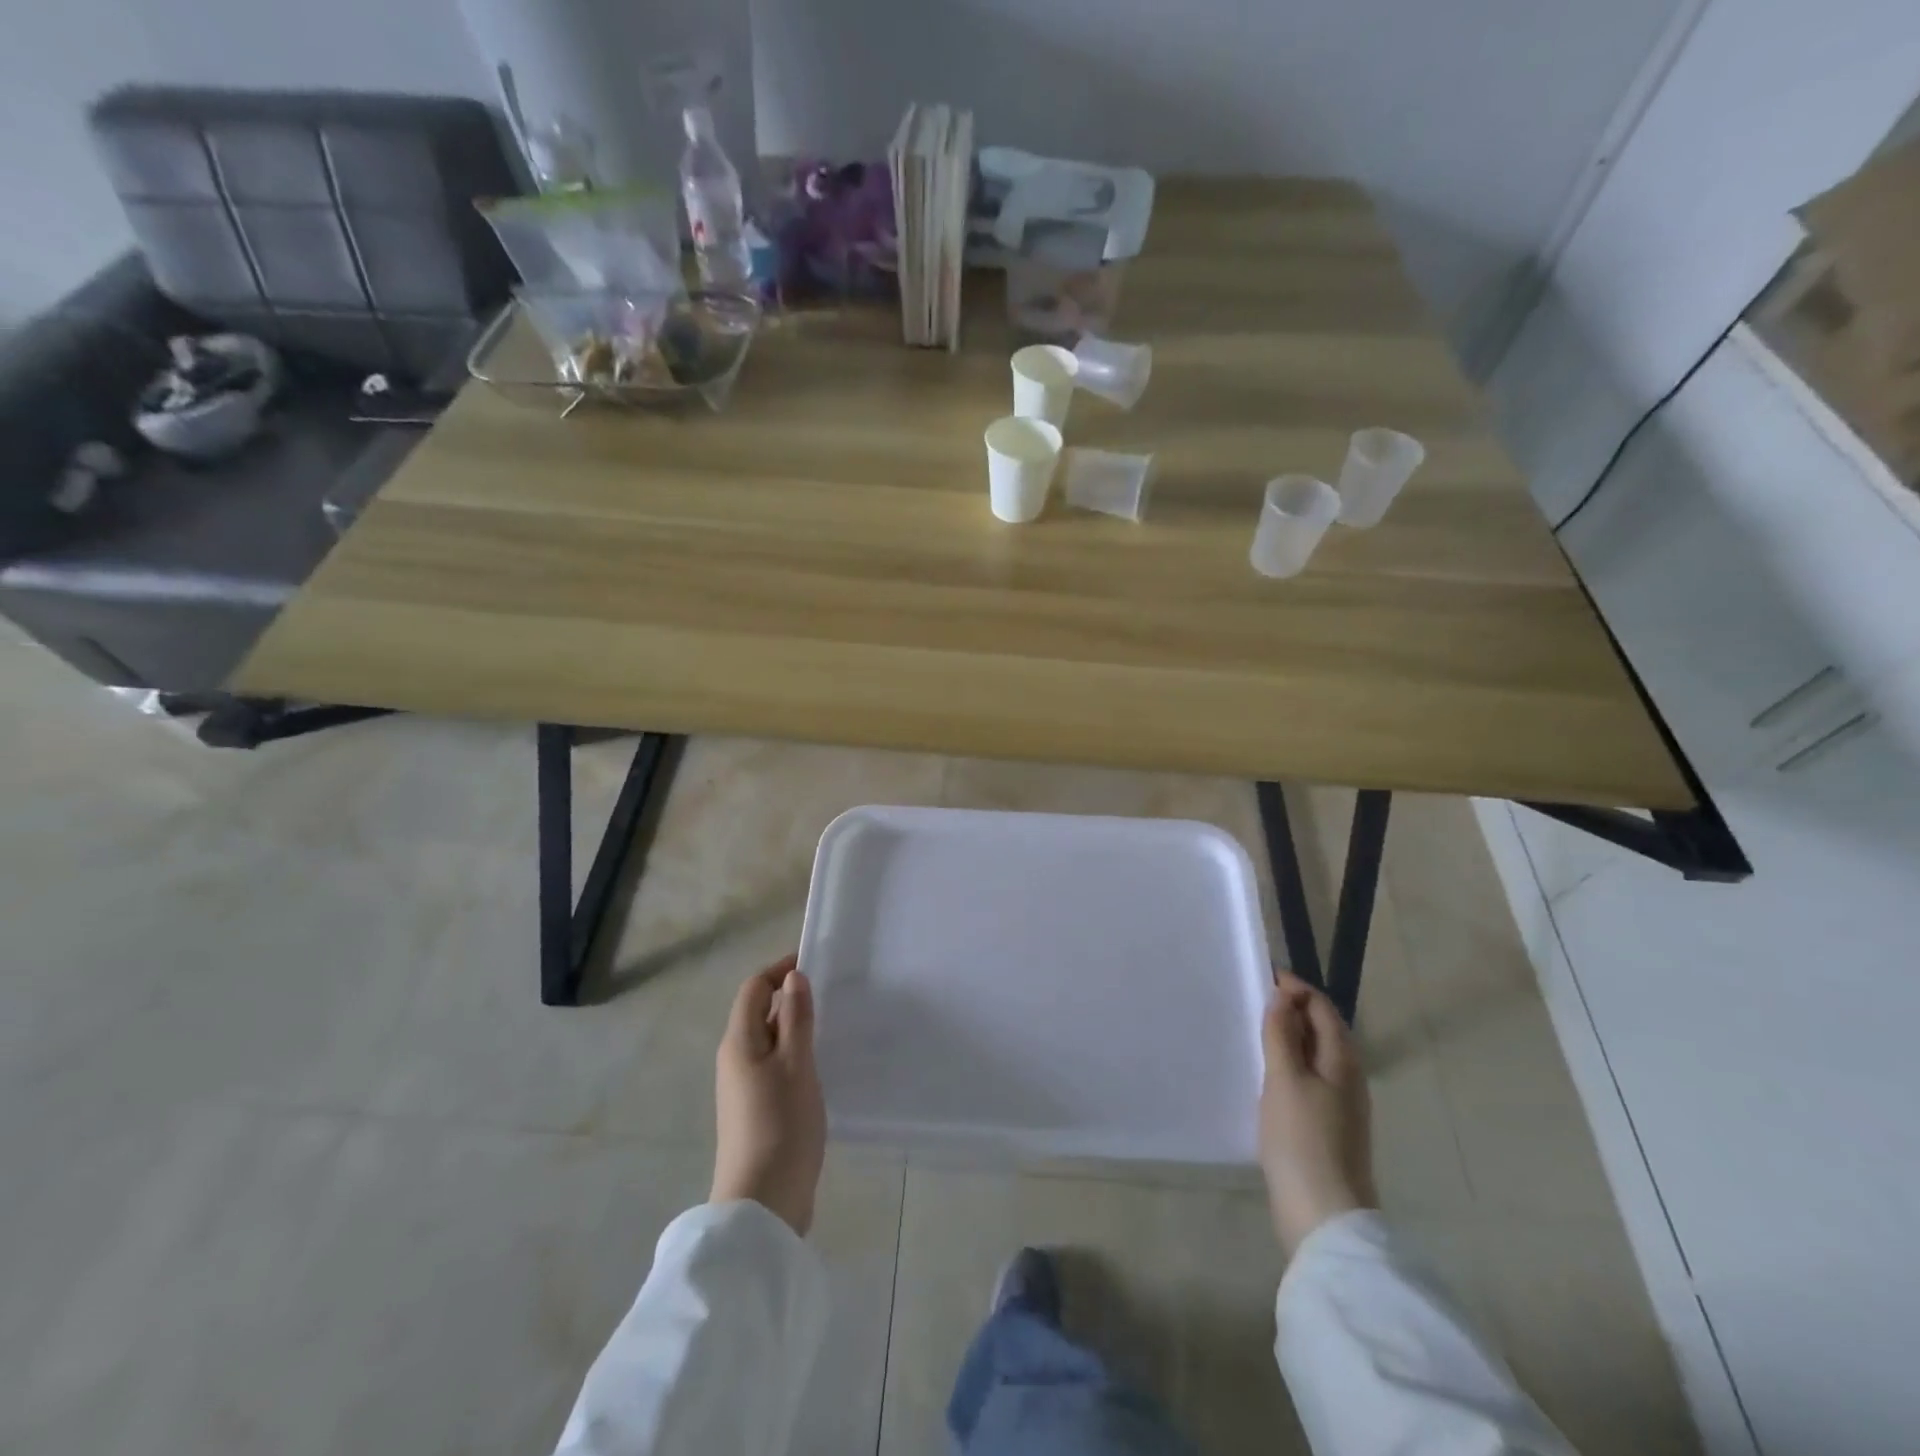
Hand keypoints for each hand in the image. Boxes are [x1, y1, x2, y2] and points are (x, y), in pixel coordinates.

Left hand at [711, 955, 826, 1235]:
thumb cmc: (780, 1124)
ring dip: (795, 1028)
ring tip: (832, 1026)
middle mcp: (735, 1059)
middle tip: (832, 994)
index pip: (754, 988)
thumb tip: (793, 977)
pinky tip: (821, 1067)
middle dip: (790, 998)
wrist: (763, 1203)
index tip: (815, 964)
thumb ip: (795, 1018)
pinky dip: (795, 1056)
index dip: (780, 970)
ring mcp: (744, 1088)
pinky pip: (775, 1067)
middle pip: (759, 1013)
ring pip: (769, 1041)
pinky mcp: (756, 1111)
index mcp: (739, 1042)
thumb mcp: (796, 1063)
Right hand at [1259, 974, 1377, 1253]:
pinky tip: (1266, 1076)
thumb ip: (1282, 1035)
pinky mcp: (1328, 1128)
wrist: (1324, 1216)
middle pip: (1323, 1030)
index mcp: (1343, 1062)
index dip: (1296, 988)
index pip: (1323, 1008)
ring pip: (1316, 1056)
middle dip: (1292, 1010)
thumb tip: (1282, 997)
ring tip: (1254, 1032)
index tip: (1262, 977)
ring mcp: (1341, 1106)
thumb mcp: (1285, 1080)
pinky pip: (1309, 1080)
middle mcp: (1348, 1078)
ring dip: (1289, 1038)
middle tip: (1253, 1002)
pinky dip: (1289, 1065)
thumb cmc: (1302, 1140)